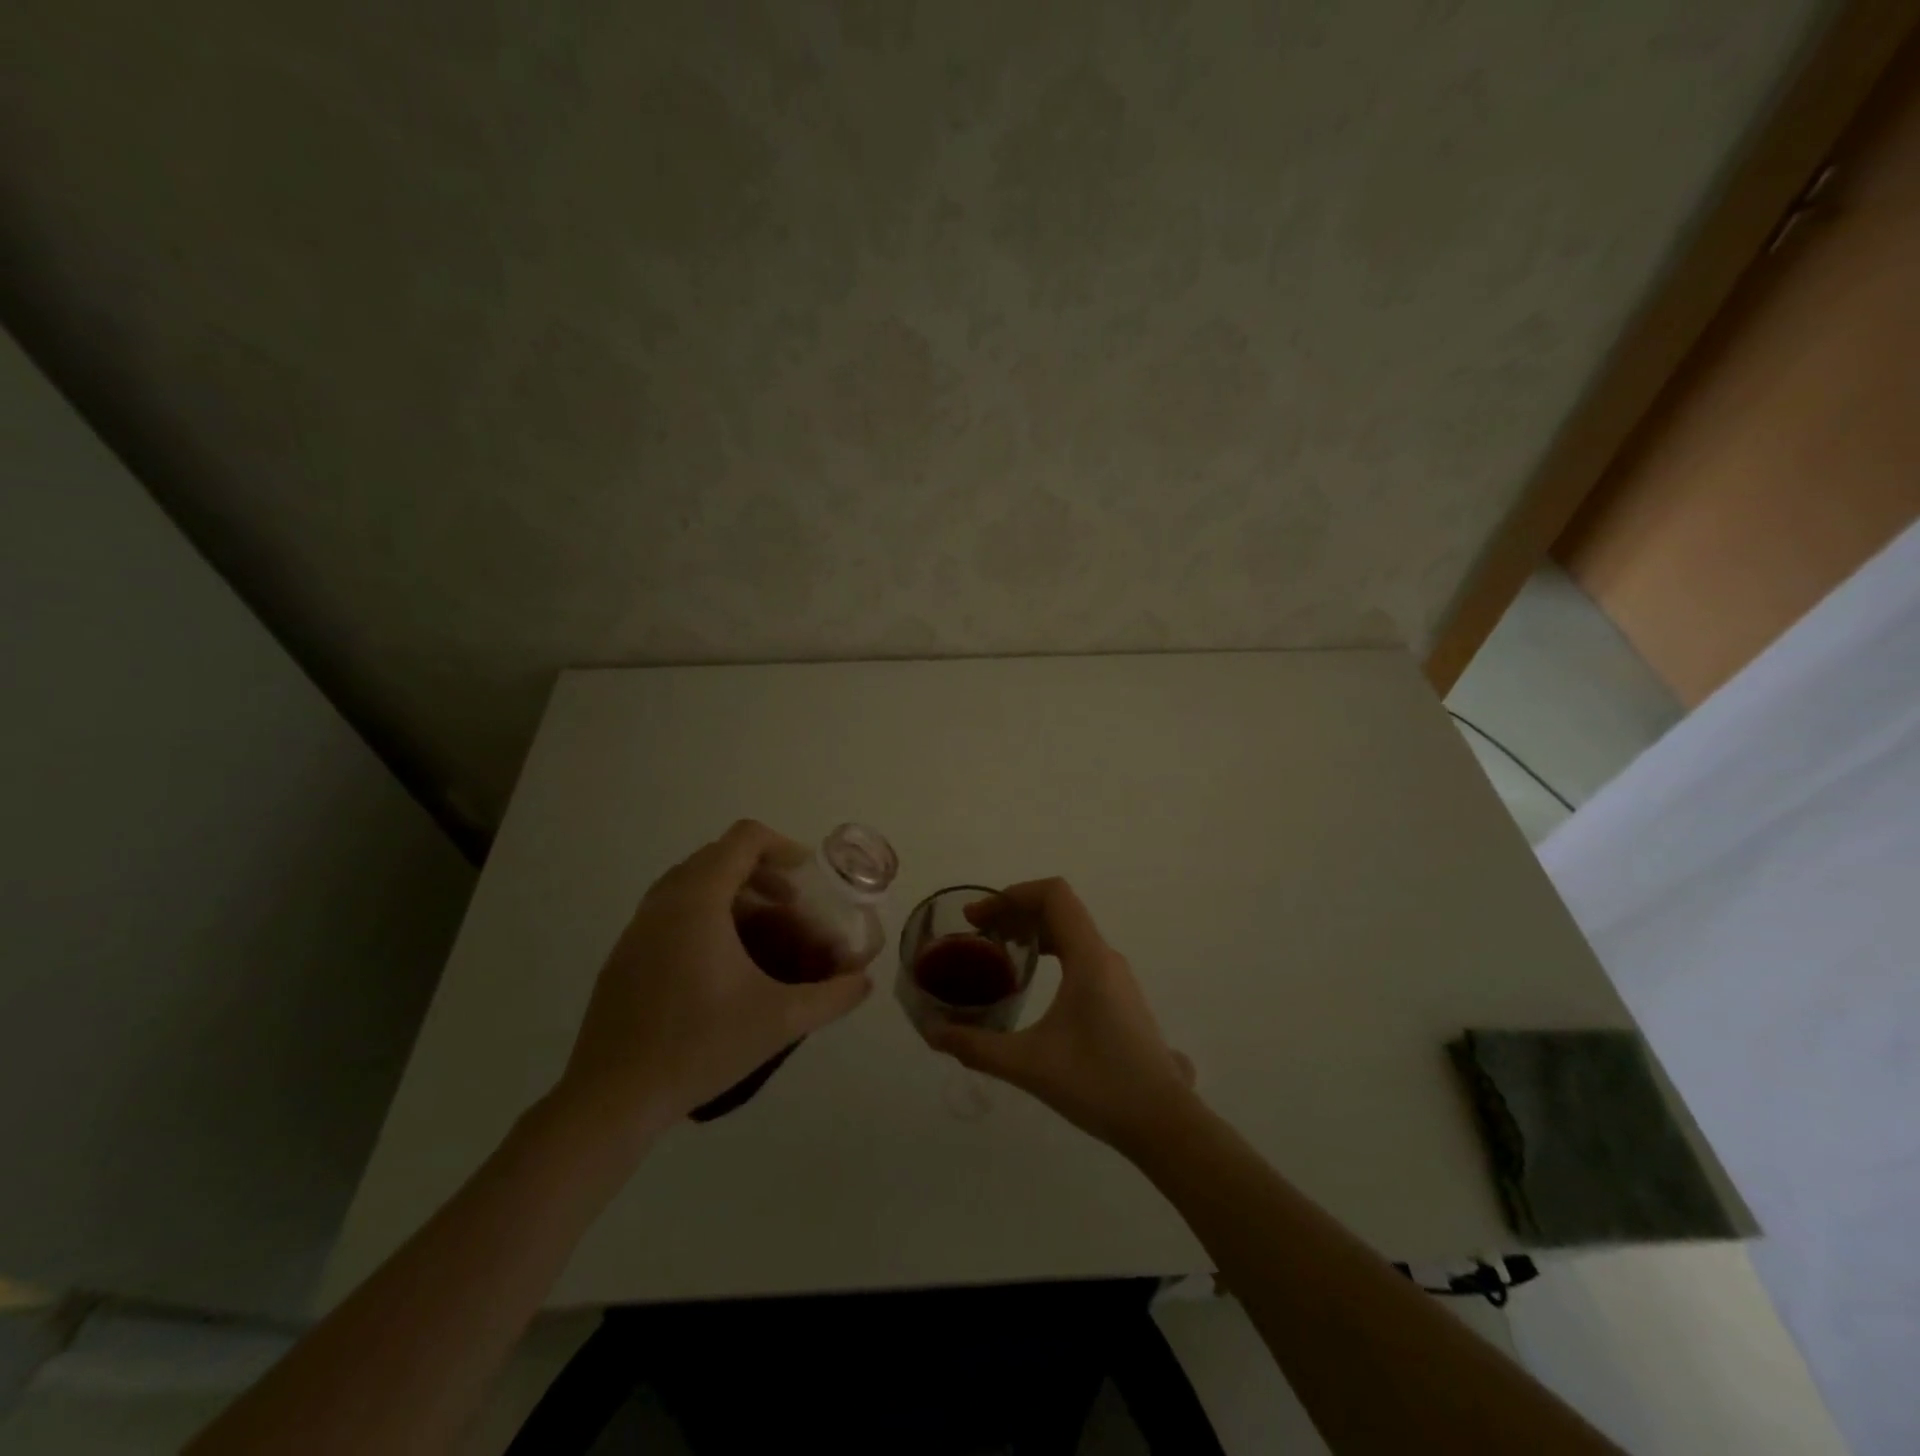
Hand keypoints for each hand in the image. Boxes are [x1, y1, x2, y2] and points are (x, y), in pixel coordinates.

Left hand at [555, 820, 872, 1141]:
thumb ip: (831, 996)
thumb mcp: (780, 1020)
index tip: (807, 878)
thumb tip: (863, 981)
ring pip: (691, 883)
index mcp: (698, 900)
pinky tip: (722, 966)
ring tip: (761, 934)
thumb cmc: (700, 1045)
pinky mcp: (624, 954)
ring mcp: (637, 927)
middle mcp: (664, 901)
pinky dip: (704, 915)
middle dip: (762, 873)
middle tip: (790, 906)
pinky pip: (671, 910)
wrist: (612, 1097)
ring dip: (732, 894)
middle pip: (718, 856)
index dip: (783, 847)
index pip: (744, 839)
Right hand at [924, 878, 1196, 1152]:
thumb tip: (933, 1034)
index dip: (1011, 894)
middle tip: (977, 934)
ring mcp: (1116, 976)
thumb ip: (977, 1046)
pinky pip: (1080, 953)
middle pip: (1059, 909)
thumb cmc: (1098, 1085)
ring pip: (1071, 932)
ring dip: (1032, 931)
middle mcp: (1105, 957)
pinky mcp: (1119, 996)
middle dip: (1014, 912)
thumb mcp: (1028, 1065)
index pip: (1053, 895)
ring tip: (998, 953)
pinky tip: (1030, 982)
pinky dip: (1049, 950)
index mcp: (1088, 958)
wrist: (1163, 1123)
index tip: (977, 918)